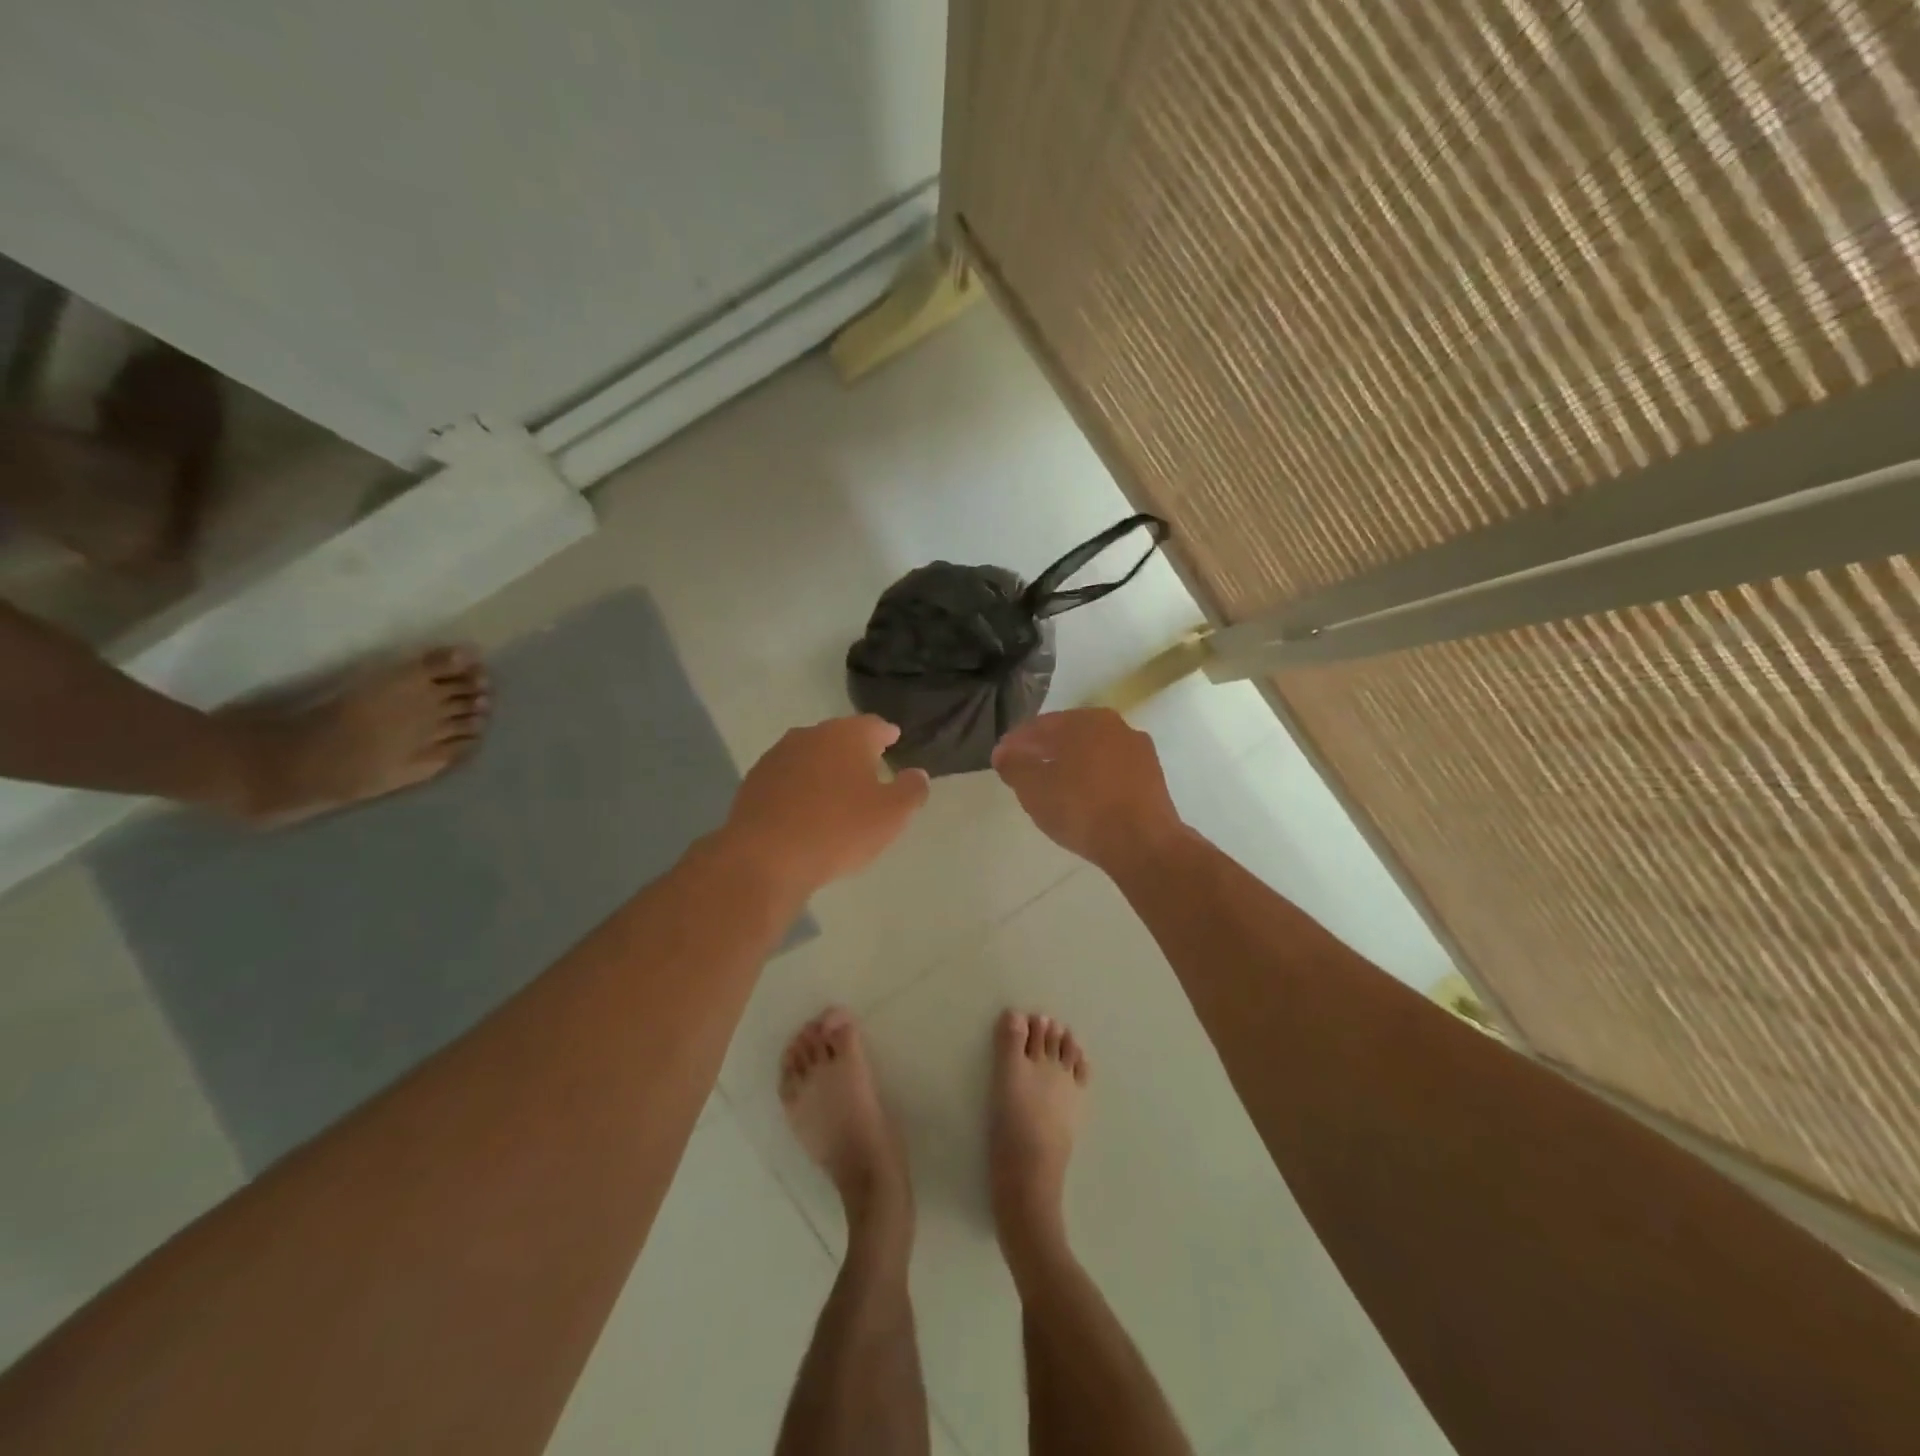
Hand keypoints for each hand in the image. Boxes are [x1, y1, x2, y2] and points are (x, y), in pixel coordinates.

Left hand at [724, 715, 929, 896]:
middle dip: (855, 750)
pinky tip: (804, 809)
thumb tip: (917, 774)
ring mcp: (778, 756)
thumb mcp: (891, 815)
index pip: (874, 725)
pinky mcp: (755, 781)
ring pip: (811, 755)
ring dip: (824, 768)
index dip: (886, 734)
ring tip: (836, 790)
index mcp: (848, 735)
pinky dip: (800, 786)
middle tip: (869, 768)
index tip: (893, 741)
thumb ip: (911, 790)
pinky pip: (788, 777)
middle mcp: (811, 735)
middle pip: (839, 736)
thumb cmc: (838, 830)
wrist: (765, 857)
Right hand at [991, 709, 1186, 875]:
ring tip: (1052, 786)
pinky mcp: (1152, 777)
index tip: (1001, 758)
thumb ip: (1014, 766)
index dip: (1016, 742)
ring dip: (1070, 764)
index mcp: (1085, 721)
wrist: (1143, 843)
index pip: (1040, 726)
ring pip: (1092, 752)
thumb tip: (1004, 752)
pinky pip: (1111, 771)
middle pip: (1069, 735)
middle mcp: (1115, 726)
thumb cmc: (1082, 808)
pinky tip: (1083, 797)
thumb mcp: (1034, 789)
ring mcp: (1138, 751)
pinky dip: (1093, 778)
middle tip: (1023, 769)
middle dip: (1044, 750)